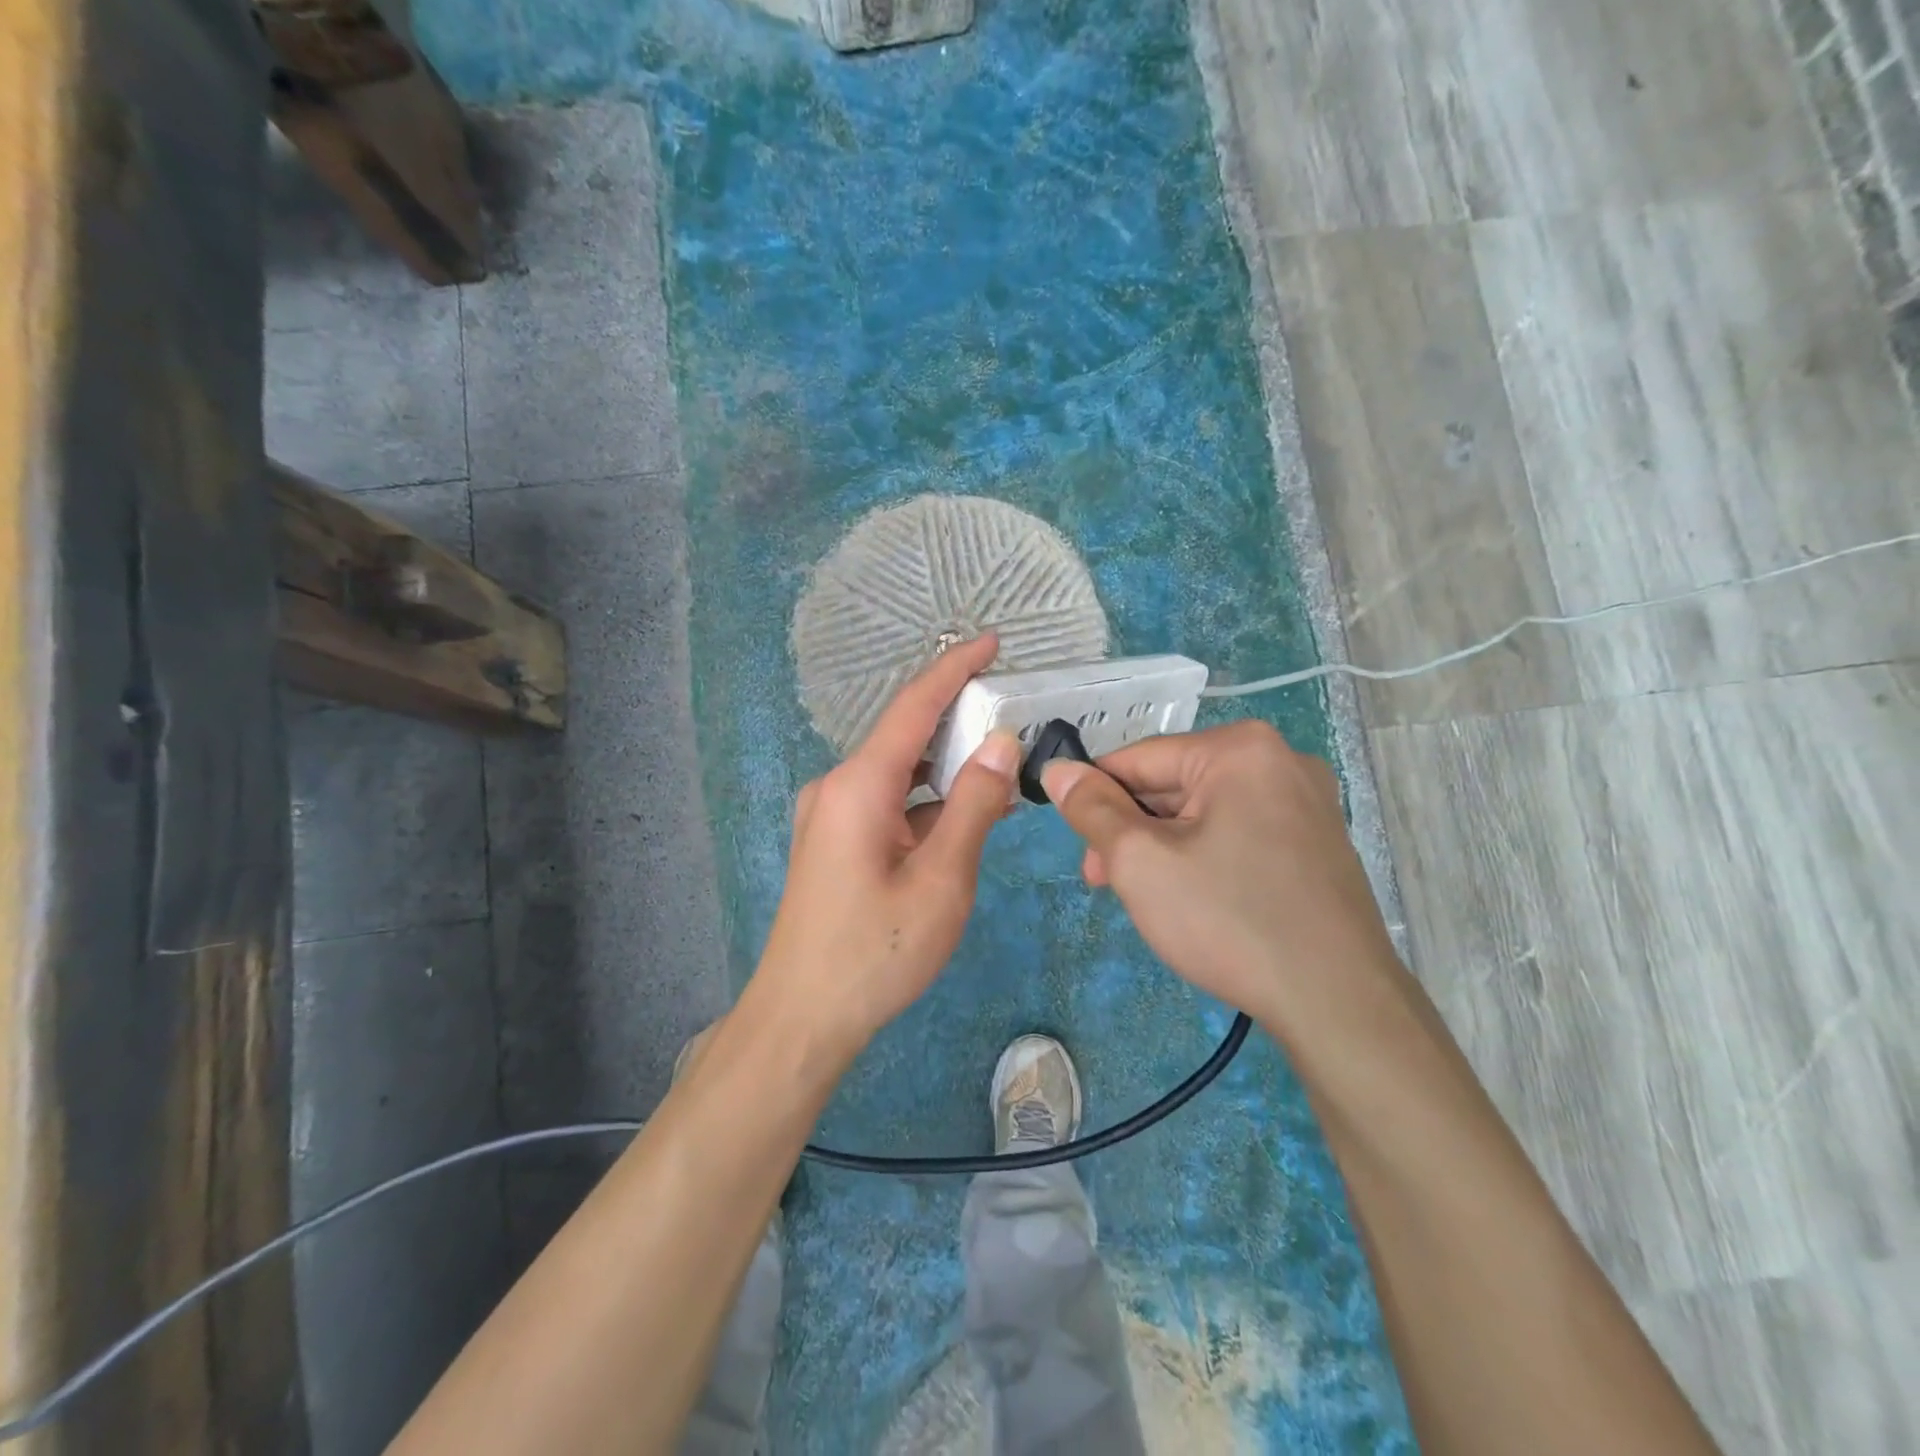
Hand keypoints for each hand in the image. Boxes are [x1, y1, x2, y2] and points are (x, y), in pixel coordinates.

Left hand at [753, 634, 1018, 1052]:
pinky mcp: (832, 841)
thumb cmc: (876, 952)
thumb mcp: (941, 880)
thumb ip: (973, 806)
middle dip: (957, 719)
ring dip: (944, 766)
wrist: (802, 1018)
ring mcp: (829, 815)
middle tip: (1012, 712)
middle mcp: (837, 787)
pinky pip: (886, 802)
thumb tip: (999, 743)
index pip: (913, 707)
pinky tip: (961, 814)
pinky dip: (925, 799)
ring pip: (897, 772)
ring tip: (998, 763)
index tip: (991, 642)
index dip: (954, 670)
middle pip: (904, 736)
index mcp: (859, 786)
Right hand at [1040, 720, 1401, 1039]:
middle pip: (1173, 784)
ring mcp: (1307, 801)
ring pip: (1204, 811)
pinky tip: (1195, 899)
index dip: (1095, 799)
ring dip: (1164, 847)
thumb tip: (1058, 769)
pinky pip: (1238, 832)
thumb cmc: (1229, 920)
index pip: (1138, 759)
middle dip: (1132, 831)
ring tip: (1148, 898)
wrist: (1338, 1003)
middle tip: (1107, 883)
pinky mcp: (1317, 841)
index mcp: (1239, 748)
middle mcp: (1280, 759)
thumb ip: (1091, 809)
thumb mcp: (1140, 861)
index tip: (1079, 849)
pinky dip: (1204, 857)